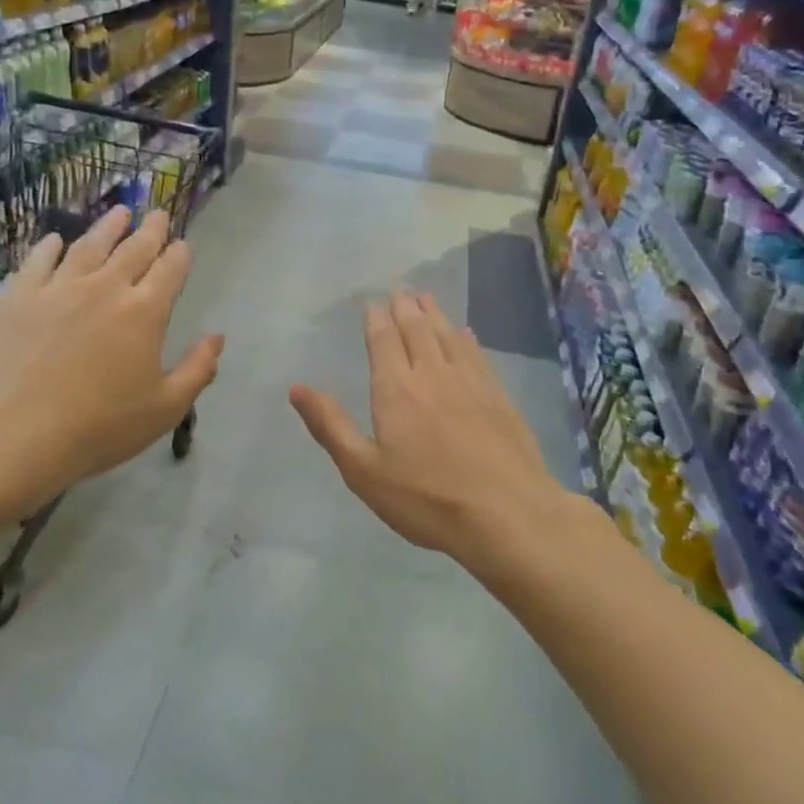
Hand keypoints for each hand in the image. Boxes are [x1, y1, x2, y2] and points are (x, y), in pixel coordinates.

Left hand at [0, 206, 223, 516]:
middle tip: (158, 214)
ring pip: (89, 245)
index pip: (170, 270)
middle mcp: (105, 288)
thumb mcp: (165, 409)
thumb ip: (197, 369)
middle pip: (134, 249)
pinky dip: (51, 246)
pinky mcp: (20, 296)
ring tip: (119, 212)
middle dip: (151, 230)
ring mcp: (59, 288)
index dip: (179, 254)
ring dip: (108, 226)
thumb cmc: (100, 426)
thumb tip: (217, 337)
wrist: (15, 432)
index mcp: (145, 312)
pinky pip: (40, 260)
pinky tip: (56, 239)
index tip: (183, 245)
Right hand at [289, 291, 577, 581]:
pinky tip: (466, 334)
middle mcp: (433, 374)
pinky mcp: (499, 397)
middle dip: (405, 308)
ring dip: (435, 314)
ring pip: (449, 336)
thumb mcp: (364, 471)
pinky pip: (477, 354)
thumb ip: (330, 426)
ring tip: (426, 298)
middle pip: (417, 330)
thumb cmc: (426, 499)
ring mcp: (471, 383)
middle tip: (400, 289)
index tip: (372, 301)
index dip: (376, 318)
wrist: (507, 514)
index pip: (383, 341)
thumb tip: (296, 388)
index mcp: (396, 390)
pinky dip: (466, 338)